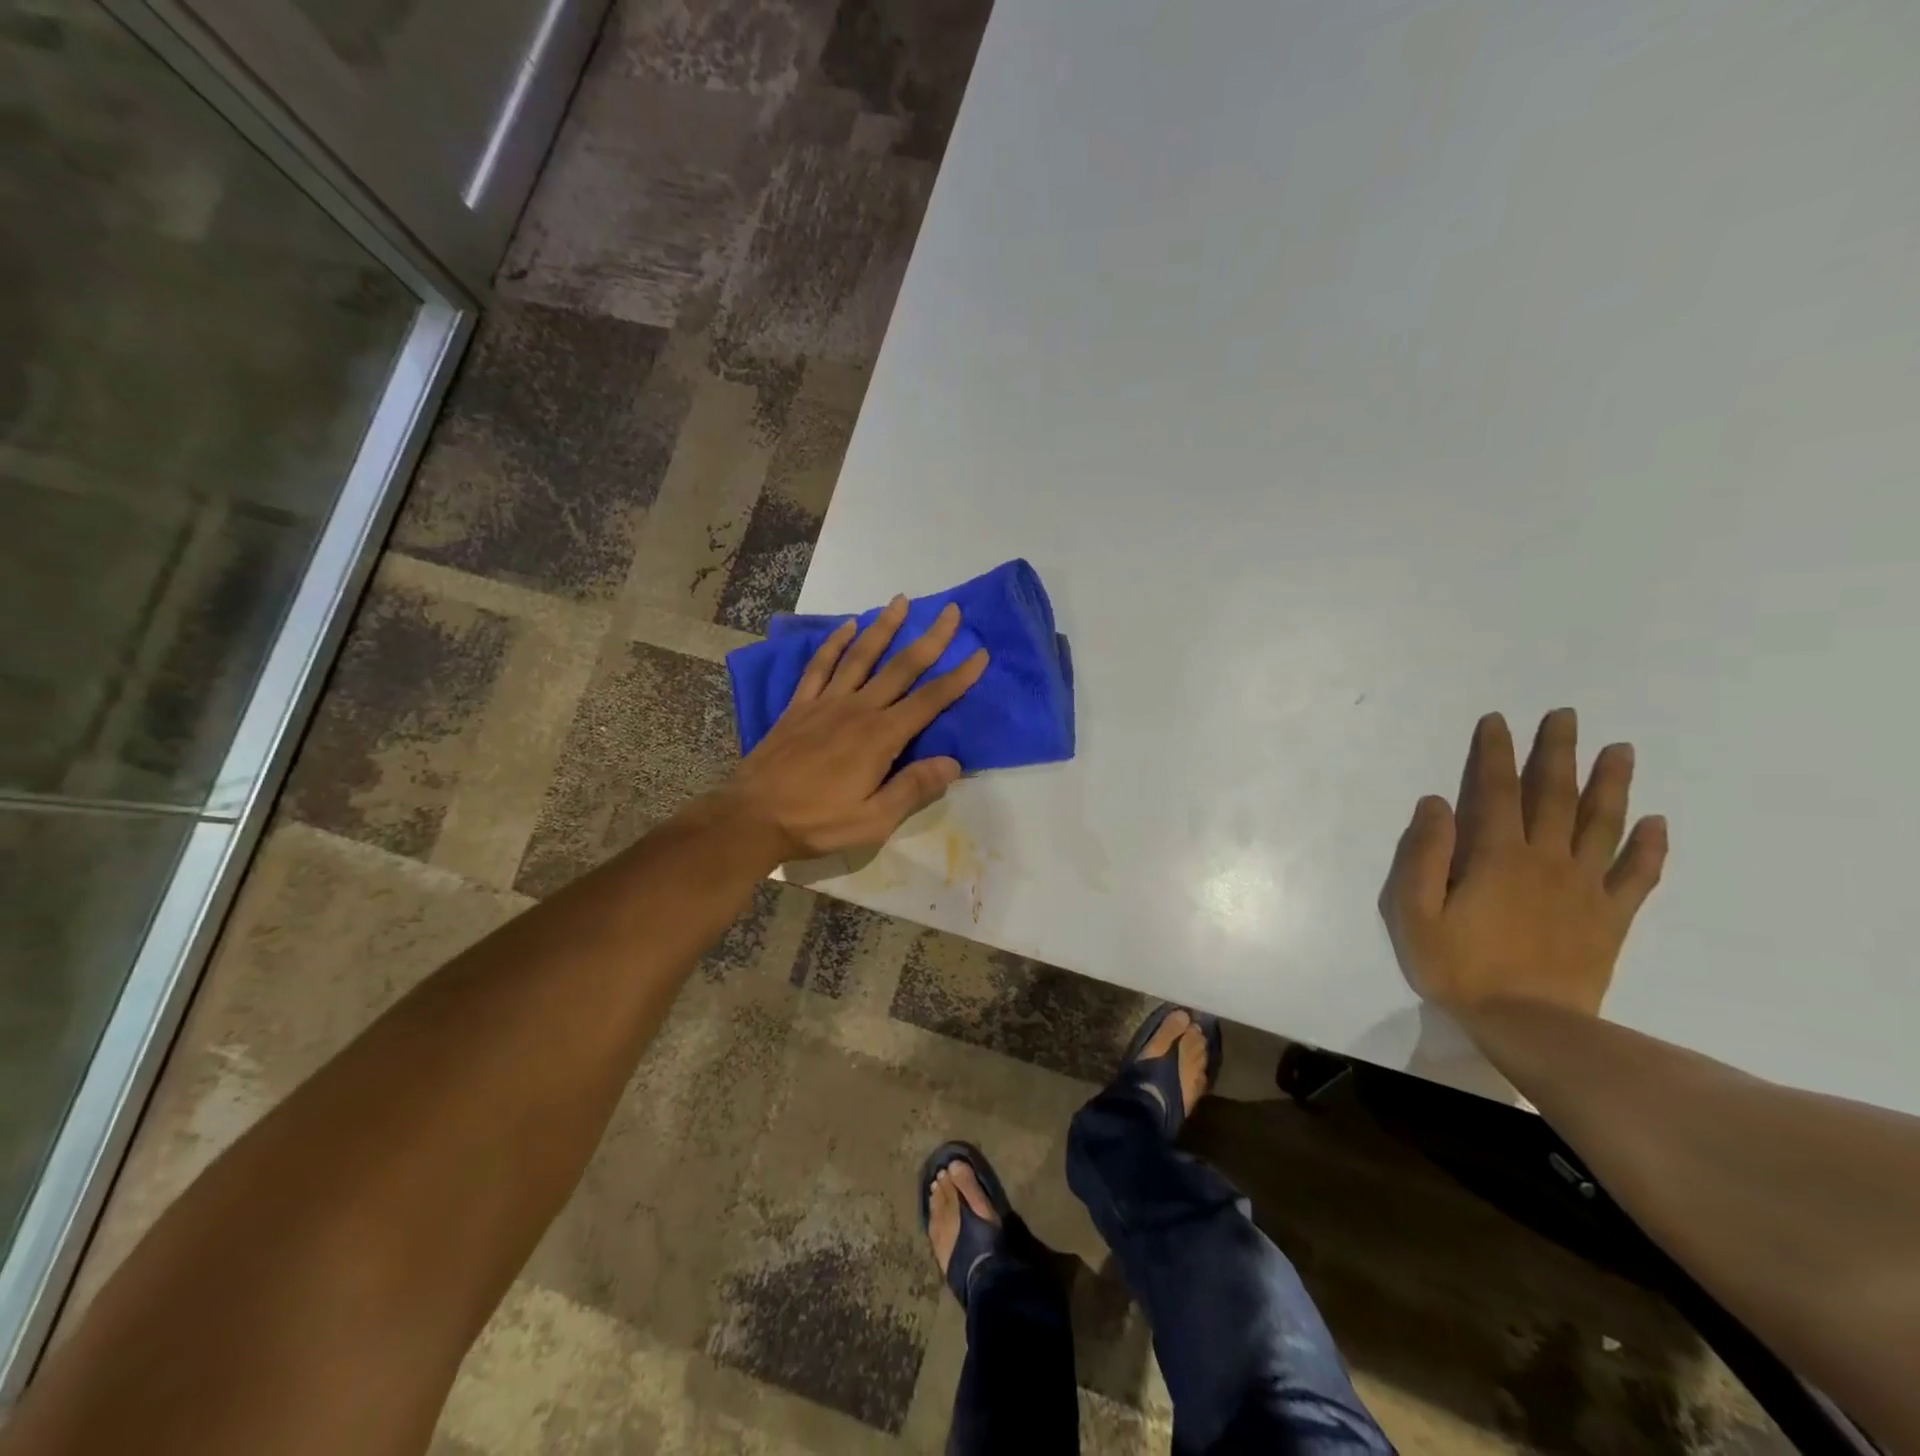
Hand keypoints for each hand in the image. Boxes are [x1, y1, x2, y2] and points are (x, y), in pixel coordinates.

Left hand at [718, 596, 988, 861]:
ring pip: (861, 656)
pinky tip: (847, 626)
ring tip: (900, 601)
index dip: (958, 677)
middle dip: (930, 638)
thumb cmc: (818, 822)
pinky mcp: (800, 706)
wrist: (752, 816)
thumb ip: (913, 788)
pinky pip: (820, 666)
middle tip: (951, 610)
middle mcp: (857, 709)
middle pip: (901, 667)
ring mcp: (826, 703)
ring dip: (883, 627)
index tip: (980, 653)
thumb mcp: (873, 820)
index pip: (929, 701)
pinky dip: (834, 644)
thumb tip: (953, 763)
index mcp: (881, 737)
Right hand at [1380, 709, 1667, 1017]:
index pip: (1495, 790)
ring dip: (1610, 784)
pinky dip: (1649, 847)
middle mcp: (1546, 859)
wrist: (1530, 1025)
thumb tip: (1435, 803)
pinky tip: (1656, 823)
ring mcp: (1585, 887)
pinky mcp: (1611, 917)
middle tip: (1566, 715)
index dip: (1494, 753)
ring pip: (1602, 824)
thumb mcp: (1415, 911)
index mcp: (1496, 855)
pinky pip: (1637, 875)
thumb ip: (1423, 854)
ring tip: (1620, 750)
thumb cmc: (1460, 966)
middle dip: (1557, 752)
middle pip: (1554, 796)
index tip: (1498, 720)